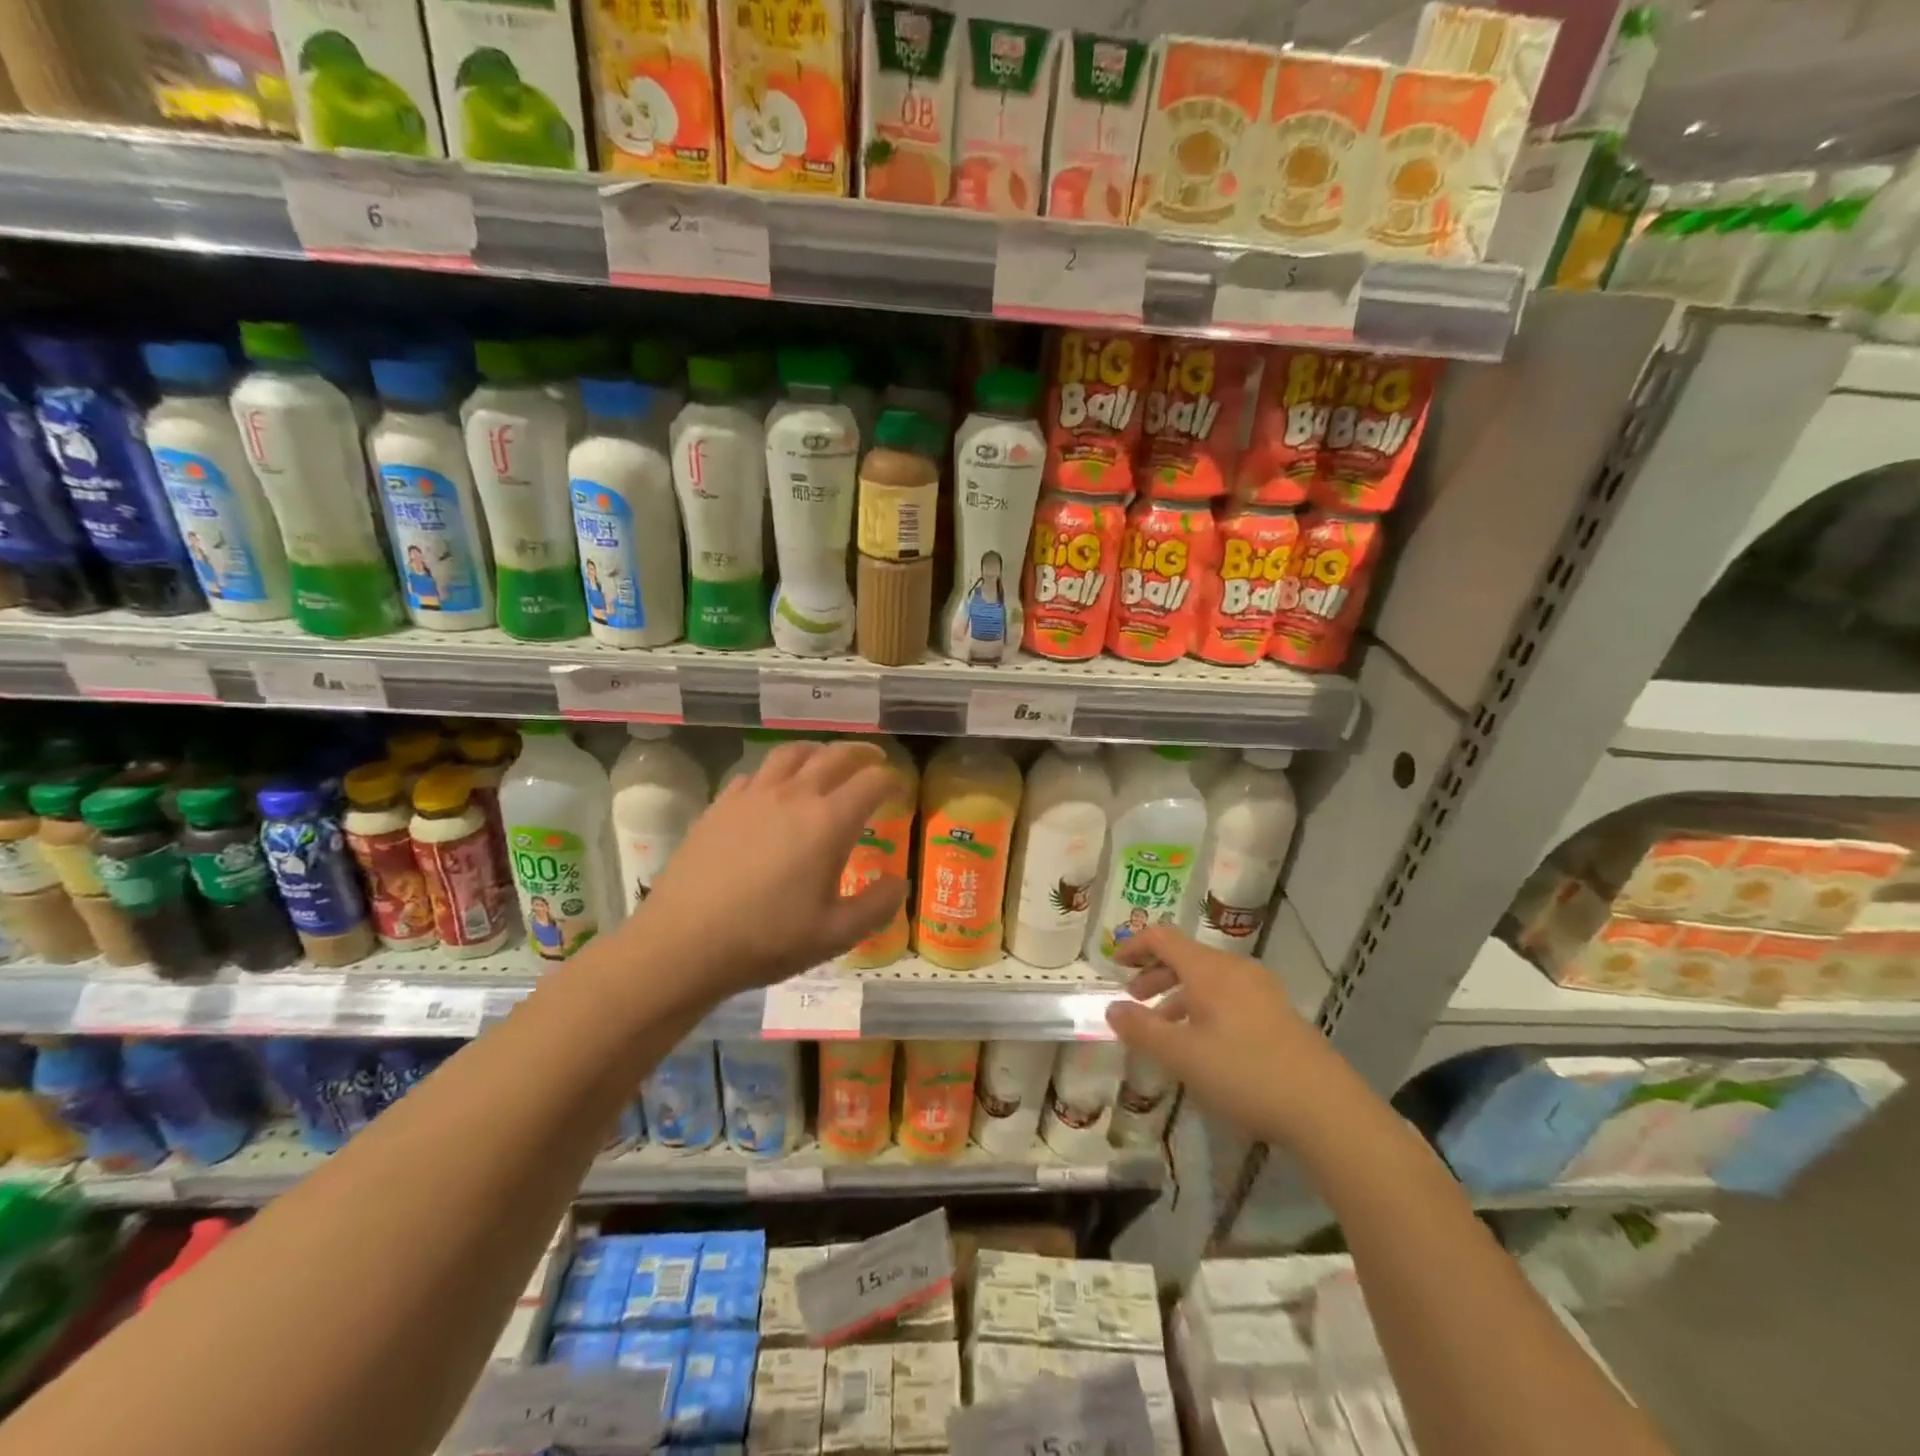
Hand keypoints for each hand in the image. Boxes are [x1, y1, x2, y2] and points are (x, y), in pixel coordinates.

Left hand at [635, 739, 906, 996]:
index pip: (872, 781)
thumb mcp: (835, 935)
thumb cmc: (766, 939)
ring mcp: (753, 795)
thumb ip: (876, 906)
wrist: (683, 942)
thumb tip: (899, 883)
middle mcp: (794, 795)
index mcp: (828, 822)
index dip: (892, 780)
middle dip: (862, 754)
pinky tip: (774, 788)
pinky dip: (776, 771)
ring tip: (826, 760)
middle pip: (835, 756)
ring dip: (818, 751)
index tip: (900, 788)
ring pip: (792, 753)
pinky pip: (755, 773)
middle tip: (874, 761)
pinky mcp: (721, 805)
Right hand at [1105, 927, 1343, 1144]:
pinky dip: (1204, 1009)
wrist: (1326, 1109)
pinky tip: (1204, 1045)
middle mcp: (1236, 970)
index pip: (1163, 937)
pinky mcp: (1279, 1016)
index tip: (1114, 964)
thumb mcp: (1182, 1056)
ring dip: (1179, 995)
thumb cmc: (1245, 1074)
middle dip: (1155, 974)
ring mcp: (1262, 992)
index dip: (1135, 945)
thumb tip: (1112, 1008)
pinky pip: (1230, 998)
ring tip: (1164, 1029)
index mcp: (1209, 970)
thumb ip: (1142, 1029)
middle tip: (1134, 999)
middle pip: (1186, 957)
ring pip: (1209, 980)